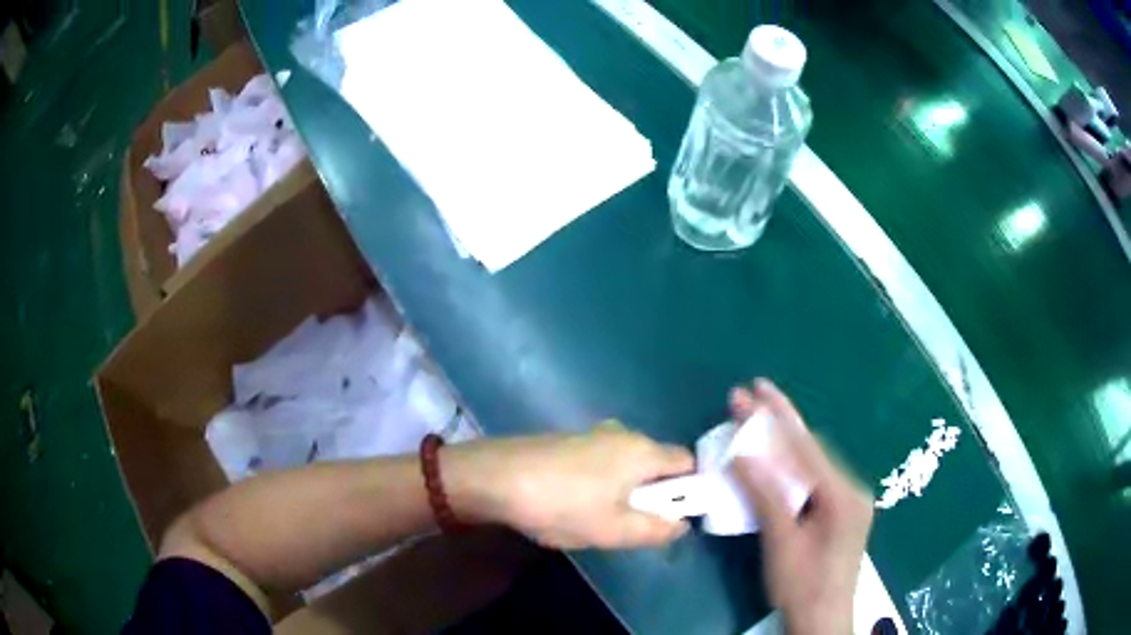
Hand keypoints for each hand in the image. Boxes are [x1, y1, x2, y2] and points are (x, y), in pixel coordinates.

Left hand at [443, 423, 693, 548]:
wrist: (495, 477)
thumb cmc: (562, 505)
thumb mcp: (614, 530)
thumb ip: (656, 529)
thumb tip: (682, 524)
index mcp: (643, 451)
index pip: (688, 463)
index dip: (690, 490)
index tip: (672, 517)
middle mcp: (624, 434)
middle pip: (657, 464)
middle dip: (652, 496)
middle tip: (629, 525)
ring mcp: (593, 435)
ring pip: (626, 466)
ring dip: (623, 493)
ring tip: (596, 520)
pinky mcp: (568, 441)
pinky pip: (601, 464)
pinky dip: (600, 484)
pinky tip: (572, 505)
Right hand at [730, 380, 872, 634]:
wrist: (822, 620)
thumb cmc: (801, 585)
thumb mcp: (780, 542)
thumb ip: (766, 495)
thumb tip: (742, 453)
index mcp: (843, 494)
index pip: (806, 447)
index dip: (777, 416)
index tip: (754, 388)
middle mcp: (852, 490)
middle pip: (812, 450)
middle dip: (779, 424)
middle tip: (749, 399)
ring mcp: (849, 502)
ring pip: (813, 464)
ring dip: (784, 444)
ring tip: (756, 423)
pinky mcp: (841, 514)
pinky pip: (814, 480)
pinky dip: (791, 467)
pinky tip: (775, 460)